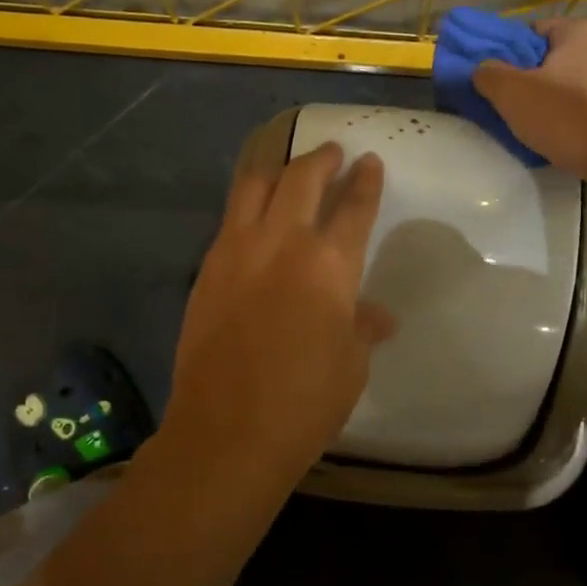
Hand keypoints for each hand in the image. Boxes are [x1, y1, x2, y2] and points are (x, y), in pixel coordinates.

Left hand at [167, 143, 394, 466]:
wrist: (226, 431)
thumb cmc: (304, 403)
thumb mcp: (350, 366)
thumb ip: (362, 328)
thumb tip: (379, 315)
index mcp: (330, 265)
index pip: (354, 206)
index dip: (366, 181)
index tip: (370, 163)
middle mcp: (284, 243)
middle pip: (303, 178)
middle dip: (322, 159)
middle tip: (333, 153)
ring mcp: (238, 250)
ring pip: (256, 185)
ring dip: (279, 170)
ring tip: (290, 170)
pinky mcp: (207, 267)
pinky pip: (230, 218)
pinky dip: (248, 203)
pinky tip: (255, 215)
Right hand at [473, 19, 586, 185]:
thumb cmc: (573, 120)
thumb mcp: (513, 97)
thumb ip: (489, 75)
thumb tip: (483, 67)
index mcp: (580, 30)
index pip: (537, 30)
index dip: (516, 55)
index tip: (506, 84)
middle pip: (567, 57)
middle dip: (548, 79)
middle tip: (529, 111)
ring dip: (577, 99)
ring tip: (562, 132)